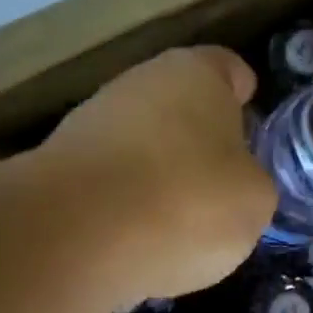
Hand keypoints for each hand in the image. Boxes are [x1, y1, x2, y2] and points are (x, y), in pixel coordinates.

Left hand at [40, 46, 275, 301]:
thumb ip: (251, 181)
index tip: (253, 129)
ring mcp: (91, 122)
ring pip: (141, 146)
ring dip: (160, 177)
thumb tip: (232, 184)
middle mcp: (139, 83)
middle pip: (180, 108)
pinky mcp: (58, 167)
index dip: (244, 97)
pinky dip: (124, 208)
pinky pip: (109, 185)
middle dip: (199, 143)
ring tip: (179, 228)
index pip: (229, 69)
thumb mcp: (255, 201)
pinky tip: (136, 244)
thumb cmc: (187, 202)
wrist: (76, 236)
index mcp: (195, 74)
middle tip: (221, 187)